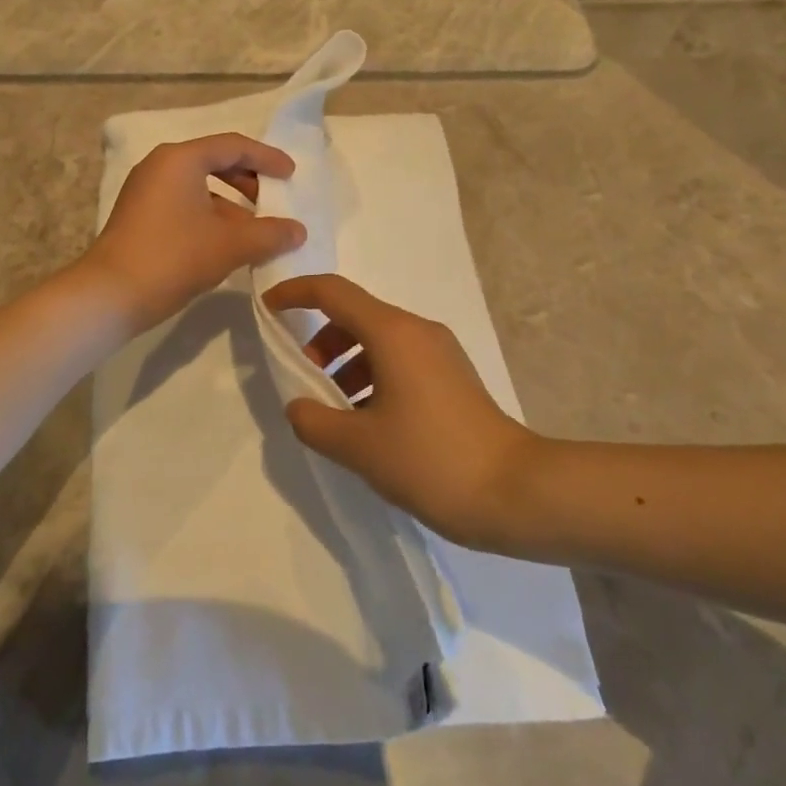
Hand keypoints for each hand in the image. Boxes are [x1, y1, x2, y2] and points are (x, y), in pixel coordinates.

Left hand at [80, 134, 306, 334]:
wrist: (110, 295)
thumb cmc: (173, 257)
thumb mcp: (229, 245)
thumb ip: (269, 234)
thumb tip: (298, 231)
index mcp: (180, 159)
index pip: (233, 146)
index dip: (266, 158)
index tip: (291, 174)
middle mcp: (160, 166)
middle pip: (214, 162)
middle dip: (248, 180)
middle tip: (273, 200)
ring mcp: (145, 191)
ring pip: (198, 187)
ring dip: (230, 205)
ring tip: (255, 231)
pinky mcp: (139, 216)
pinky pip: (183, 204)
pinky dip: (209, 217)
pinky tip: (226, 245)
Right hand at [265, 274, 550, 555]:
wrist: (517, 493)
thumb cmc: (431, 460)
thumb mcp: (359, 446)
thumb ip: (314, 421)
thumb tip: (299, 407)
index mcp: (393, 333)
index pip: (333, 292)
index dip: (295, 293)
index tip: (269, 310)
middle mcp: (417, 331)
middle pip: (355, 315)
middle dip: (320, 341)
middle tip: (305, 380)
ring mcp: (439, 354)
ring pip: (377, 341)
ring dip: (345, 363)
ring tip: (334, 410)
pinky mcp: (451, 378)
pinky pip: (398, 361)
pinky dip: (370, 377)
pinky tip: (366, 424)